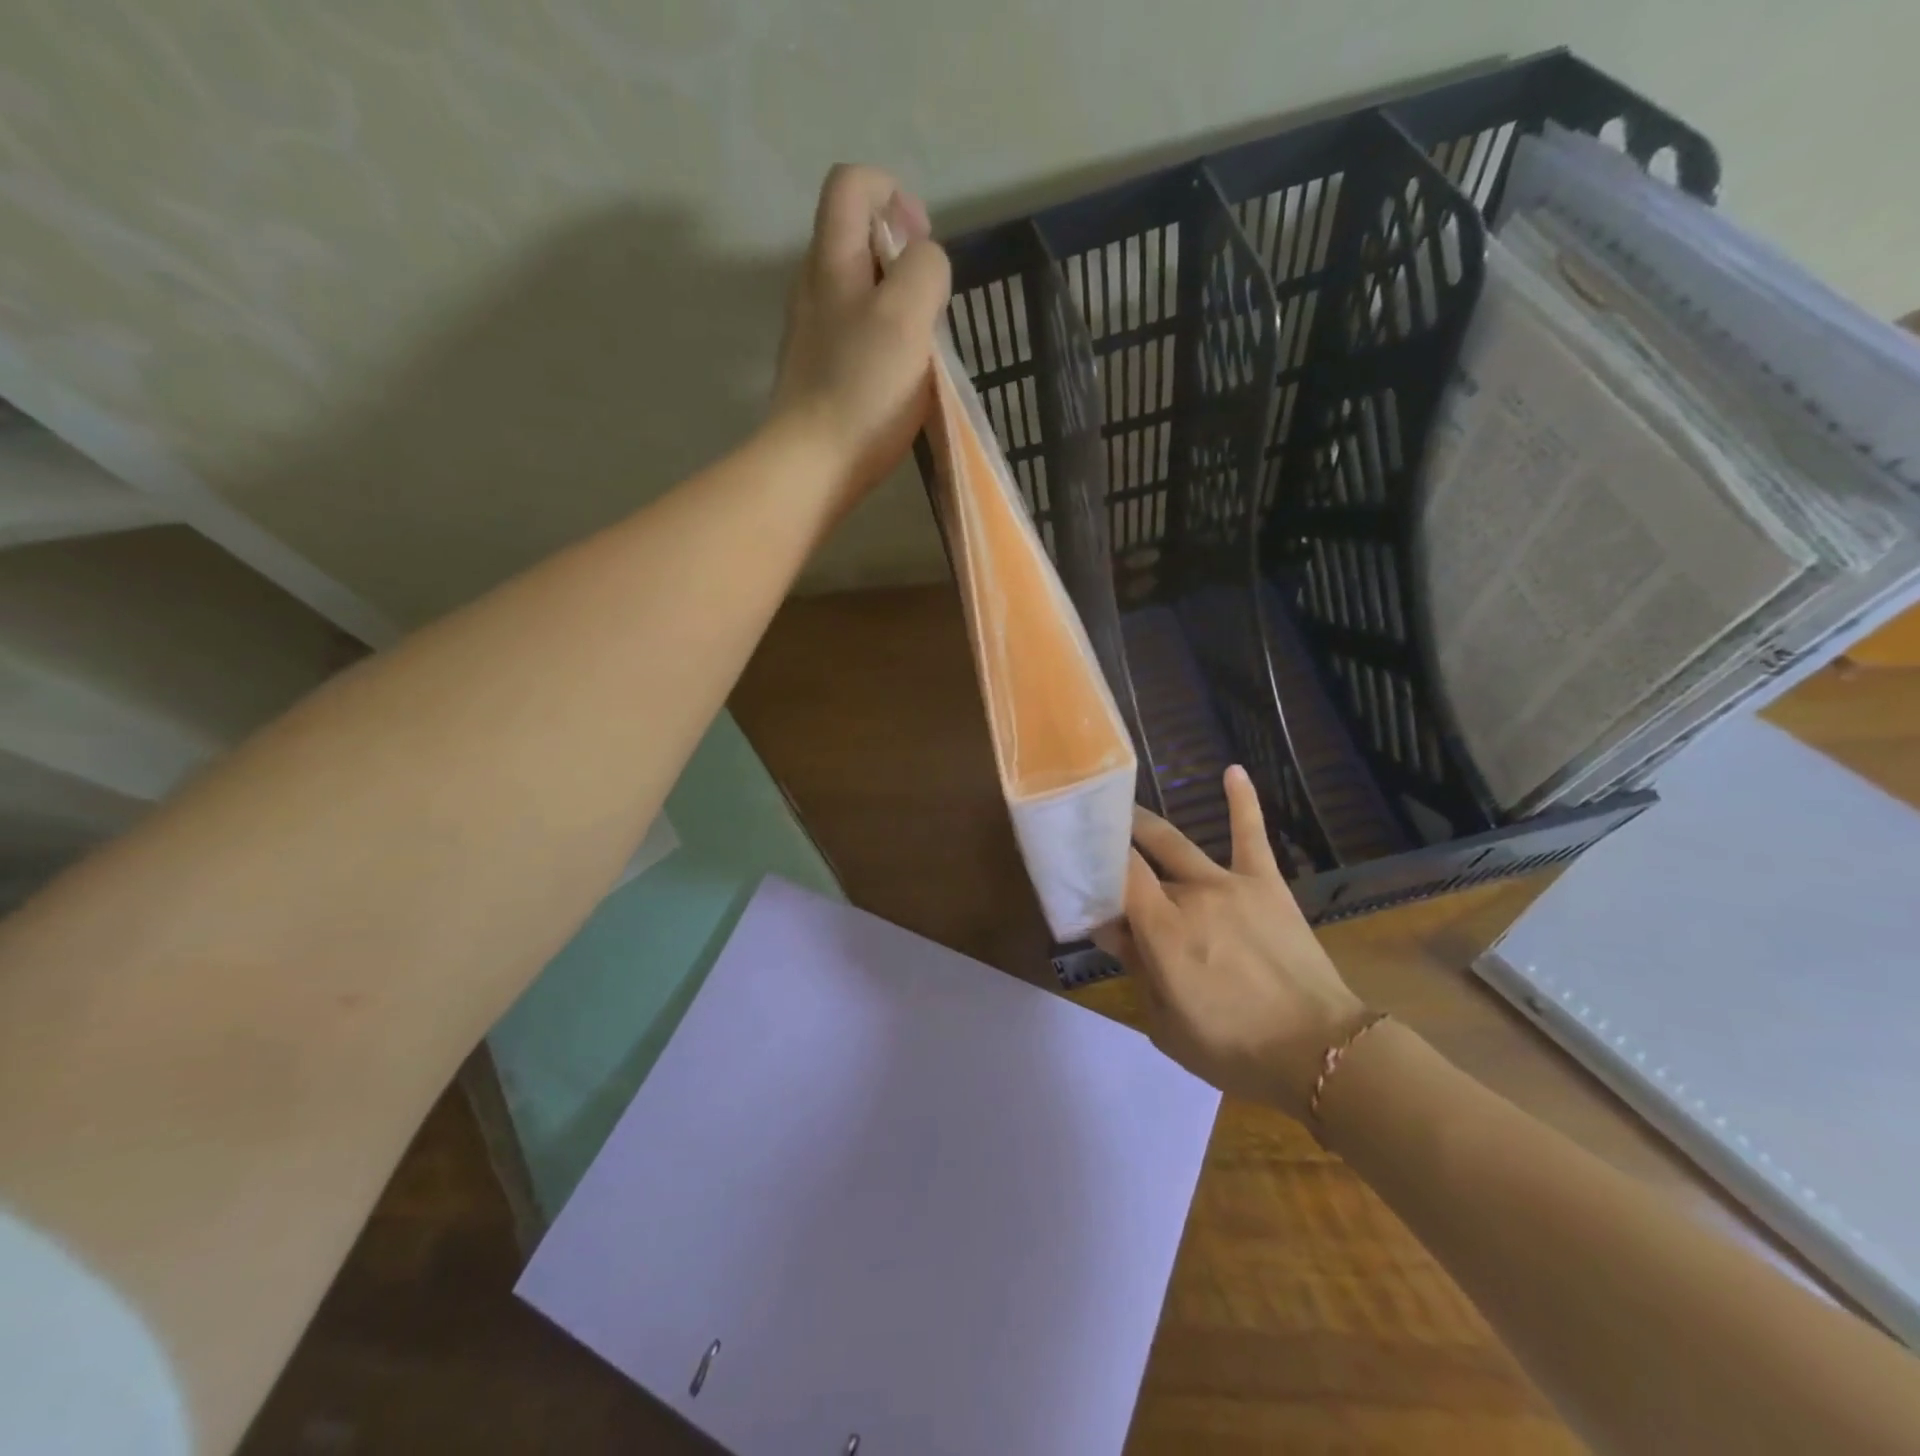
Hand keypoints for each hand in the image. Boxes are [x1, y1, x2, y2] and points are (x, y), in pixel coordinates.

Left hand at [772, 165, 950, 513]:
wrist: (813, 465)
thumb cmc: (863, 389)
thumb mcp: (907, 317)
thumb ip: (925, 271)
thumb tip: (926, 264)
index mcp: (831, 260)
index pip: (853, 184)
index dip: (893, 194)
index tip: (922, 243)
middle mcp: (813, 287)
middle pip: (855, 238)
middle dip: (901, 258)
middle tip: (928, 306)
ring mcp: (810, 333)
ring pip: (856, 292)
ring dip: (894, 306)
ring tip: (918, 348)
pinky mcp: (816, 373)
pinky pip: (853, 336)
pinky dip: (880, 342)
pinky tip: (896, 380)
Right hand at [1094, 766, 1368, 1117]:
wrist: (1322, 1052)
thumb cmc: (1235, 1049)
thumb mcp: (1166, 1025)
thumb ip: (1135, 969)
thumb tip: (1109, 928)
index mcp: (1163, 931)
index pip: (1116, 876)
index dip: (1092, 859)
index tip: (1073, 853)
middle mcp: (1191, 895)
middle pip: (1140, 858)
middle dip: (1112, 845)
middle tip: (1093, 836)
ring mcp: (1230, 884)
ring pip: (1177, 844)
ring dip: (1147, 827)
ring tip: (1127, 813)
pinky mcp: (1266, 884)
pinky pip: (1250, 835)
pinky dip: (1242, 801)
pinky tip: (1232, 770)